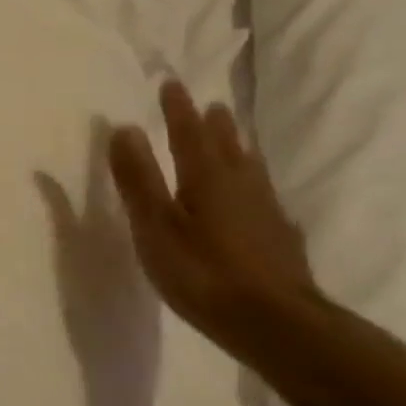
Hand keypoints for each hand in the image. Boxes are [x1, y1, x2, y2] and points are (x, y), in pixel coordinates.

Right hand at [108, 81, 315, 355]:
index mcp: (206, 177)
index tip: (171, 83)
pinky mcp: (280, 239)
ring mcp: (266, 212)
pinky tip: (260, 202)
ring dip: (239, 150)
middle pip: (227, 146)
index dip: (177, 108)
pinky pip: (265, 198)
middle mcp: (240, 185)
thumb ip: (138, 178)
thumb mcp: (154, 225)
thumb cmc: (202, 271)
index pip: (188, 132)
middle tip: (211, 106)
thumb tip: (124, 127)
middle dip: (214, 125)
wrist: (274, 323)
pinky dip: (255, 188)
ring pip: (251, 169)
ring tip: (236, 141)